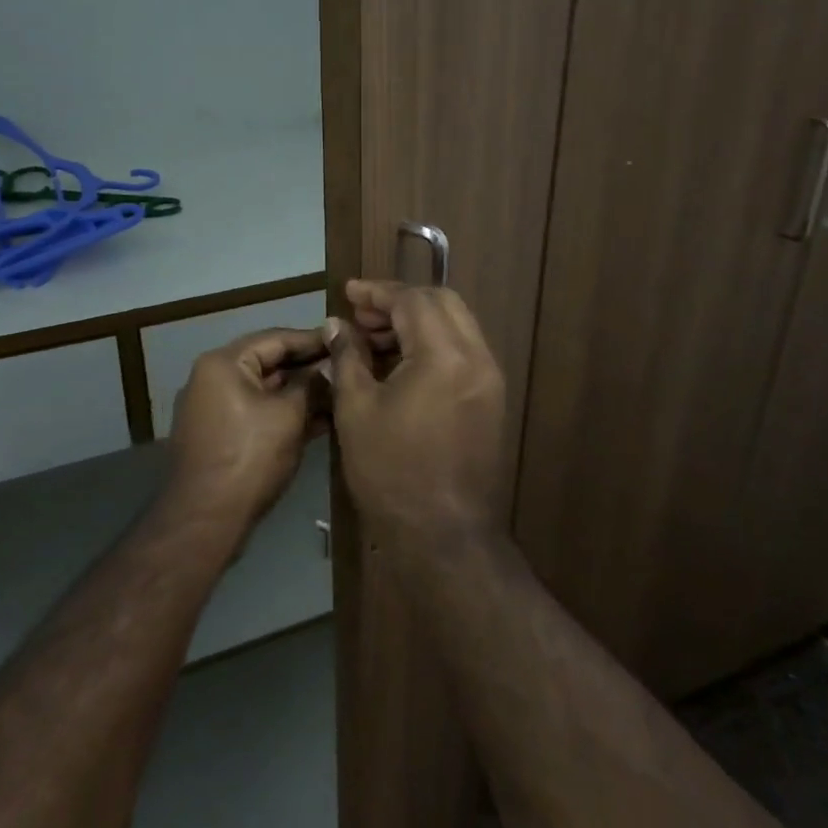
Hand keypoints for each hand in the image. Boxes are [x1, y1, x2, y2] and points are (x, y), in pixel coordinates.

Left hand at [166, 326, 329, 532]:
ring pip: (266, 391)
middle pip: (269, 363)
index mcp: (223, 363)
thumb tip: (332, 367)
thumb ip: (312, 385)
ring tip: (342, 393)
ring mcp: (215, 409)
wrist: (206, 520)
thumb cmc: (249, 457)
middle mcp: (213, 379)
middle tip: (348, 367)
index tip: (345, 340)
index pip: (275, 338)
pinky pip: (258, 413)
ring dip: (301, 393)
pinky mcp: (221, 436)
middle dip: (309, 368)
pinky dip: (286, 415)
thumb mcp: (289, 416)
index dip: (313, 340)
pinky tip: (322, 420)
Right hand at [326, 280, 506, 560]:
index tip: (348, 293)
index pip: (413, 300)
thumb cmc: (392, 472)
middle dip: (400, 301)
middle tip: (361, 318)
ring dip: (417, 322)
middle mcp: (477, 357)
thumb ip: (347, 357)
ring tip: (375, 341)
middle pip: (442, 302)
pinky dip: (432, 344)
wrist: (443, 535)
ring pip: (456, 325)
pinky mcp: (490, 399)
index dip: (377, 292)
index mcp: (444, 355)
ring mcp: (489, 379)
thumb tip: (337, 325)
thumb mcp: (356, 409)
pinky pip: (462, 352)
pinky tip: (400, 364)